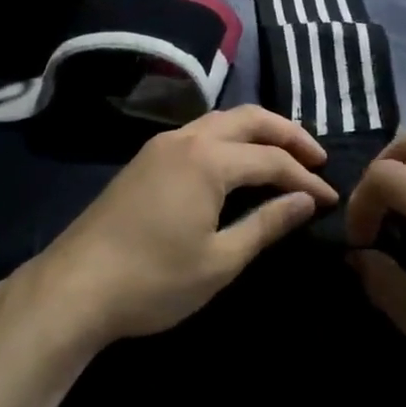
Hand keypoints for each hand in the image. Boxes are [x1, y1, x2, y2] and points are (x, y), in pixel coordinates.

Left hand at [35, 106, 336, 348]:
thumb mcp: (219, 261)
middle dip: (287, 133)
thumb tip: (305, 201)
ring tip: (284, 155)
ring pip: (221, 120)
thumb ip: (266, 224)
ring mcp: (161, 145)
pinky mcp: (145, 158)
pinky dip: (230, 138)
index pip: (272, 159)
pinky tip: (237, 162)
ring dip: (257, 131)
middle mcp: (187, 139)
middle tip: (316, 157)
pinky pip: (200, 132)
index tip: (331, 199)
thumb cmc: (153, 280)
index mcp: (208, 159)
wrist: (74, 288)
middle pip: (249, 119)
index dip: (305, 179)